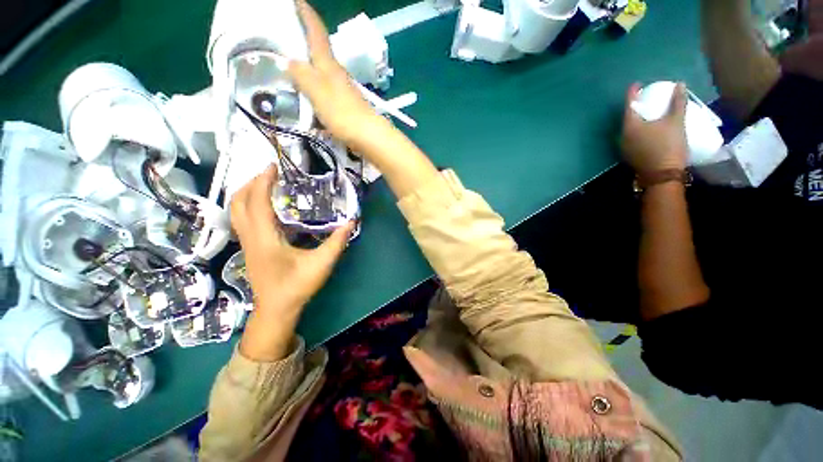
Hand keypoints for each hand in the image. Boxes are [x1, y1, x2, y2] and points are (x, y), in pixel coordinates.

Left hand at [231, 165, 353, 359]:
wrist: (277, 309)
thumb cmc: (297, 286)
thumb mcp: (321, 264)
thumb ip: (336, 242)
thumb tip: (350, 222)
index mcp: (264, 239)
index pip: (257, 202)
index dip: (263, 181)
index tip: (274, 166)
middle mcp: (250, 238)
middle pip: (237, 203)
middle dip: (250, 183)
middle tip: (270, 174)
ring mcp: (246, 243)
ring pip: (236, 212)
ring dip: (247, 193)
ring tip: (266, 185)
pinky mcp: (249, 248)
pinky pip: (243, 219)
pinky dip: (249, 205)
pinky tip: (267, 207)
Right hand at [288, 1, 382, 147]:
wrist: (369, 137)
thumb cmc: (343, 113)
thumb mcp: (317, 91)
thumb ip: (302, 75)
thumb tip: (291, 62)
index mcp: (329, 64)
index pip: (317, 32)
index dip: (307, 15)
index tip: (298, 0)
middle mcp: (338, 75)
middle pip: (320, 54)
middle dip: (305, 44)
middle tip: (287, 39)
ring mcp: (344, 92)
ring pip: (323, 76)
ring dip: (309, 72)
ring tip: (293, 73)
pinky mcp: (347, 108)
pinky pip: (326, 95)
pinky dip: (316, 94)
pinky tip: (310, 103)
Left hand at [621, 82, 688, 173]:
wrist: (663, 174)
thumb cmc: (668, 146)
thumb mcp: (675, 121)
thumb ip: (677, 102)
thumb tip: (680, 84)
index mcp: (630, 126)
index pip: (629, 105)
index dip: (632, 93)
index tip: (636, 84)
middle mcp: (622, 136)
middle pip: (627, 117)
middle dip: (635, 106)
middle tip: (644, 97)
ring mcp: (624, 147)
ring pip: (629, 128)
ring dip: (637, 119)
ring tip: (647, 111)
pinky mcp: (630, 155)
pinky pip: (632, 137)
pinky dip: (638, 129)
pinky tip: (647, 128)